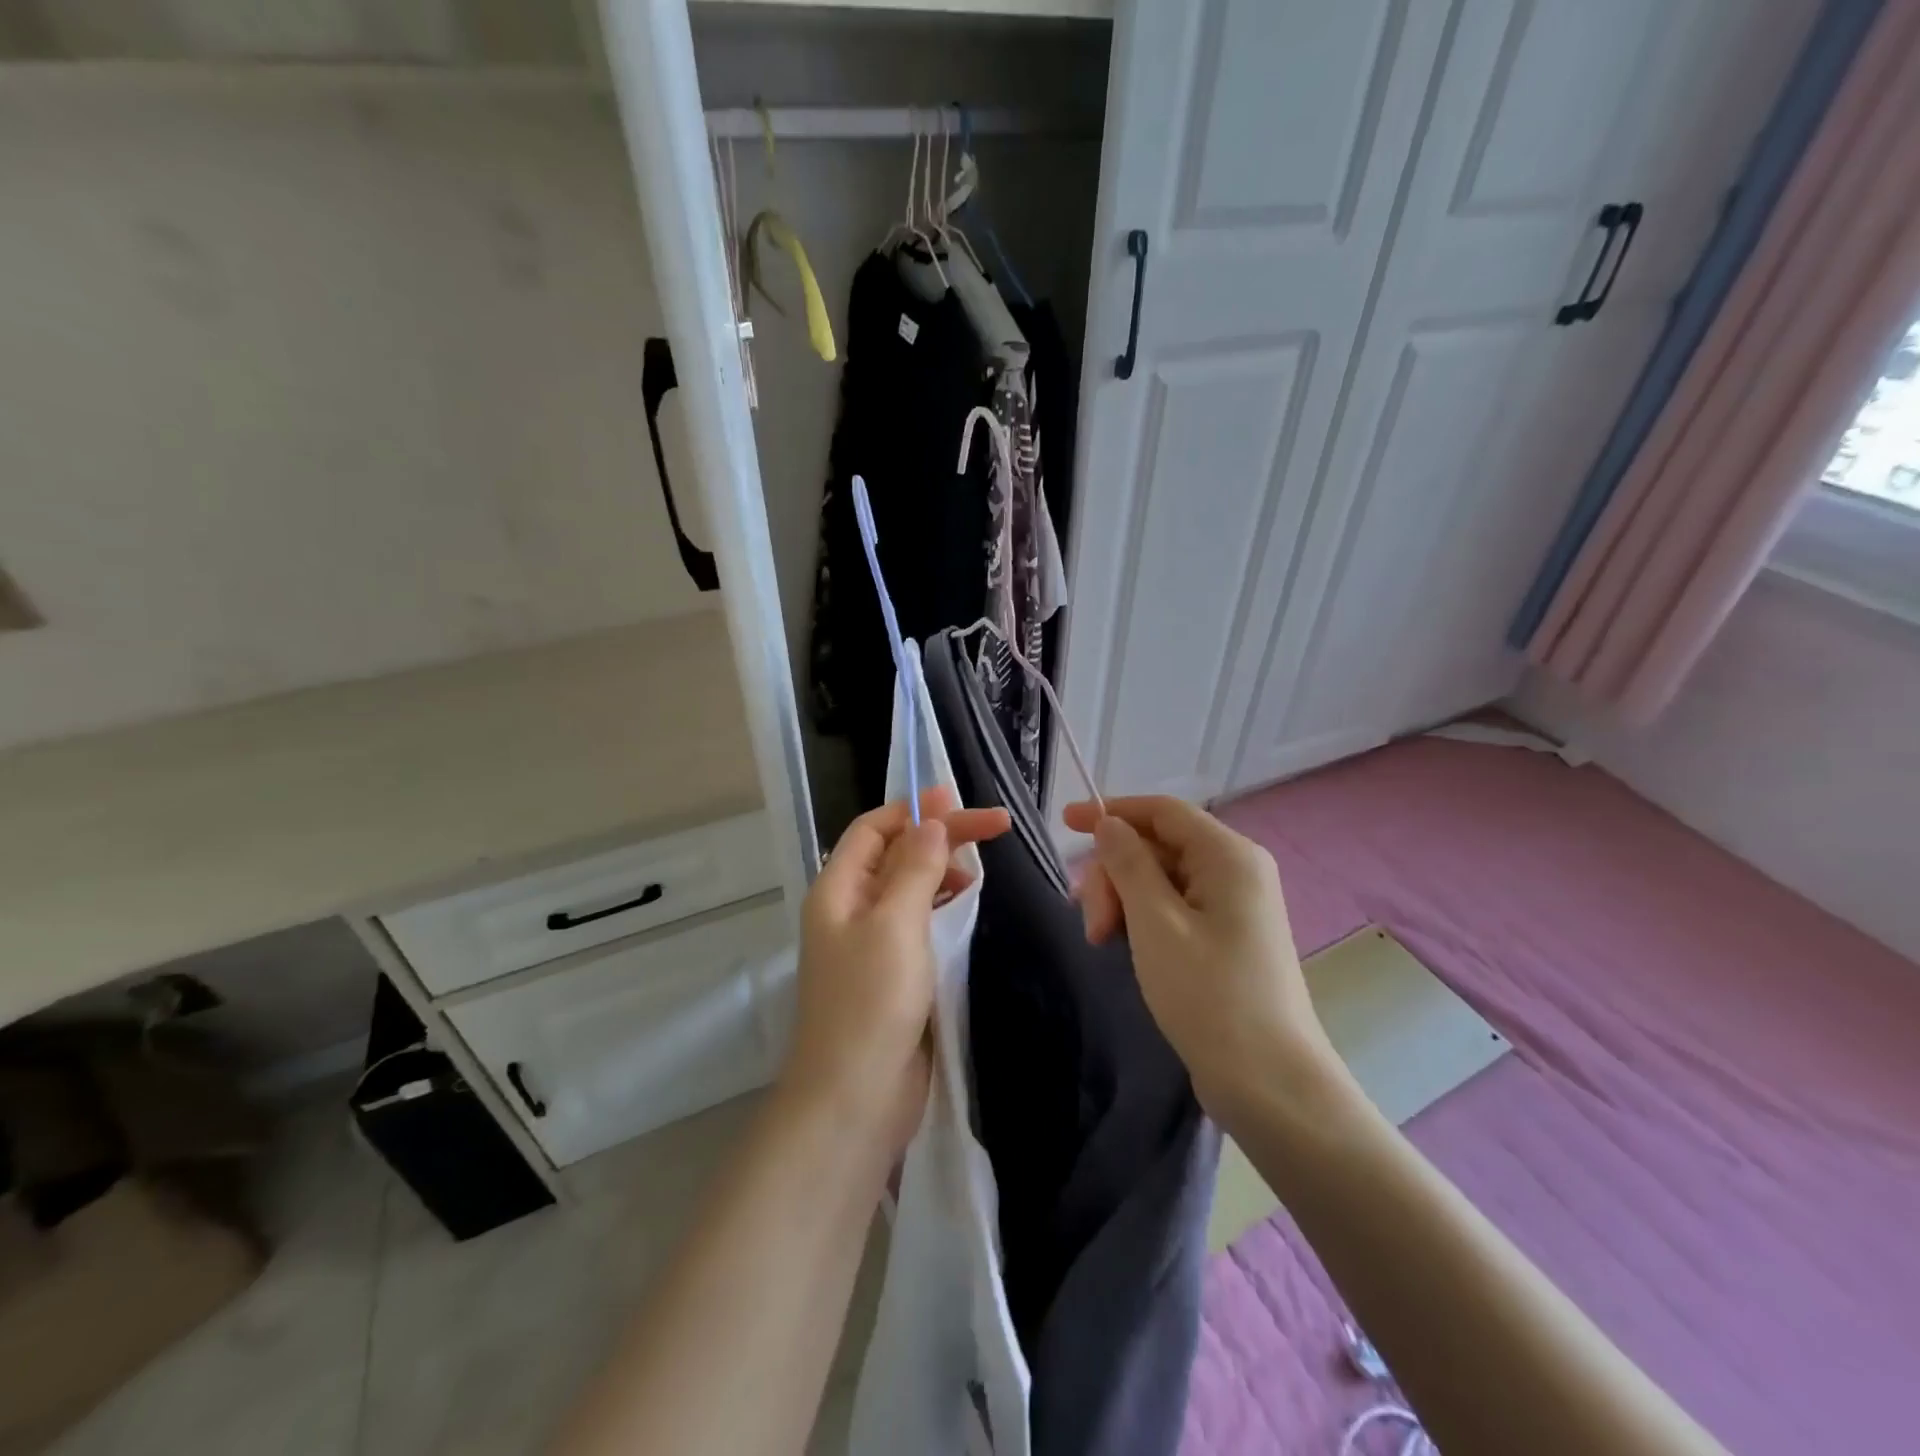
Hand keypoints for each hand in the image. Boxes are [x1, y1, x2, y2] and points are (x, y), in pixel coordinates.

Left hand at [781, 788, 1009, 1158]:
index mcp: (838, 890)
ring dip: (941, 870)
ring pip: (908, 889)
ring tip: (979, 870)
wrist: (855, 1100)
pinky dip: (942, 908)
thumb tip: (931, 821)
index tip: (961, 800)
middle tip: (994, 828)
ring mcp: (871, 944)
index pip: (874, 828)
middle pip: (895, 855)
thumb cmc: (871, 1002)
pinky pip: (918, 924)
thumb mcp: (895, 924)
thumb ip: (915, 868)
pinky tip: (967, 909)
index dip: (915, 809)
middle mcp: (850, 910)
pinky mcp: (893, 975)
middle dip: (938, 837)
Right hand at [1063, 796, 1348, 1123]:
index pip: (1162, 811)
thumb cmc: (1209, 995)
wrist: (1269, 1084)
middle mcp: (1236, 870)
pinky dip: (1142, 917)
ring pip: (1161, 878)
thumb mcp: (1155, 923)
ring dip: (1123, 899)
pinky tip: (1122, 943)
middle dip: (1114, 874)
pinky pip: (1175, 906)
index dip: (1112, 811)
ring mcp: (1234, 905)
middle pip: (1158, 846)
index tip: (1064, 823)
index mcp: (1228, 856)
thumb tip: (1109, 823)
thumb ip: (1129, 864)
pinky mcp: (1227, 936)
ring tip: (1101, 940)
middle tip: (1091, 922)